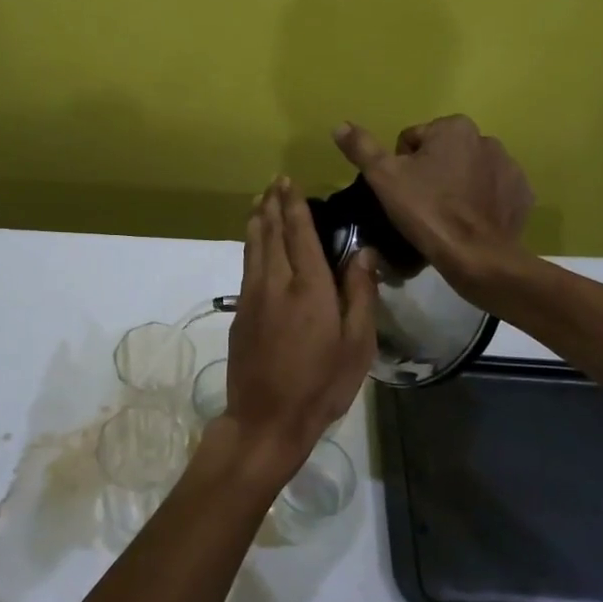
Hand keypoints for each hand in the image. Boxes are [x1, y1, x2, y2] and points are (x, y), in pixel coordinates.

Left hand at [218, 178, 377, 484]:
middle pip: (270, 233)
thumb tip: (362, 251)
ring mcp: (252, 296)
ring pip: (253, 247)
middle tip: (274, 183)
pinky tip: (253, 244)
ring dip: (257, 221)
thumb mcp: (357, 345)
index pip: (299, 233)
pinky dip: (250, 246)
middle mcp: (276, 282)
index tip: (290, 182)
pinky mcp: (240, 312)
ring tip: (260, 202)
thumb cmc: (321, 385)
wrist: (266, 418)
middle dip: (273, 205)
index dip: (294, 206)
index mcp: (309, 287)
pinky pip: (246, 266)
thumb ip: (359, 293)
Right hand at [332, 116, 532, 300]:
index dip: (400, 166)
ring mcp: (510, 168)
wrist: (477, 257)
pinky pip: (492, 193)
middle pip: (442, 154)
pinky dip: (480, 204)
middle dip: (431, 173)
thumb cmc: (426, 212)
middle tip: (420, 206)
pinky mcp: (521, 196)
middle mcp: (487, 139)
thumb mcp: (383, 178)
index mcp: (454, 127)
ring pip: (468, 172)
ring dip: (456, 187)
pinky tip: (468, 223)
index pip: (412, 140)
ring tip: (444, 217)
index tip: (403, 192)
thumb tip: (340, 125)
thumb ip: (362, 148)